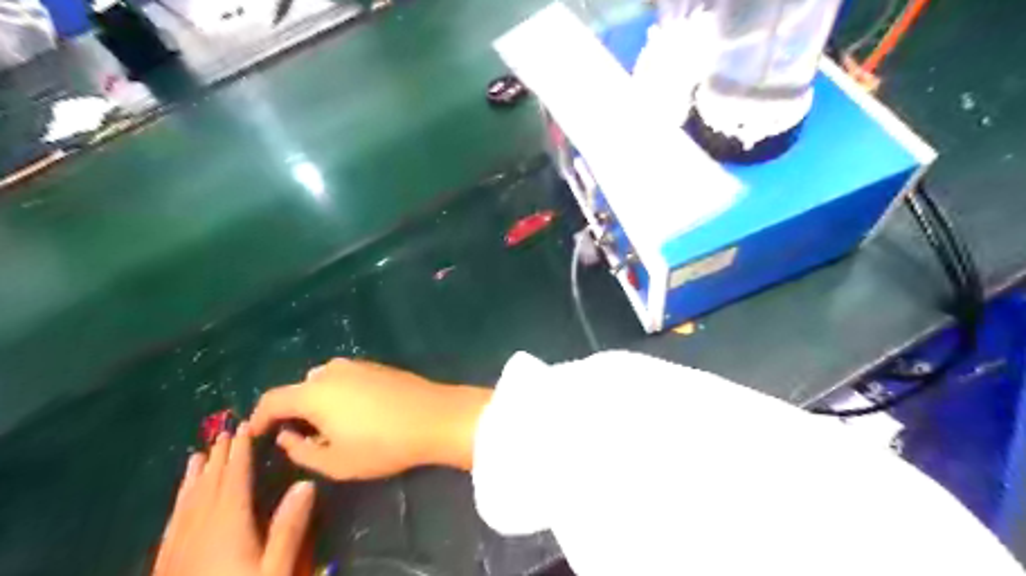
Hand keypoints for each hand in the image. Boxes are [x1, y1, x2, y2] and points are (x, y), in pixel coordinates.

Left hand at [154, 422, 315, 574]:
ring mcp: (178, 548)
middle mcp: (198, 529)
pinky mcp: (167, 565)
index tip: (243, 428)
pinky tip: (180, 502)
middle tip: (224, 432)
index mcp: (227, 525)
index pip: (233, 479)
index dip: (238, 452)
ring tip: (196, 456)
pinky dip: (178, 503)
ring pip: (186, 502)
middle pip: (208, 485)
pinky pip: (172, 523)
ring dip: (194, 477)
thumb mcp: (276, 570)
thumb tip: (305, 482)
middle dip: (217, 457)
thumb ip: (290, 527)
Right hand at [248, 358, 487, 478]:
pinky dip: (340, 393)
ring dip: (319, 400)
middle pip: (300, 388)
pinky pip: (346, 378)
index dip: (259, 418)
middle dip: (294, 410)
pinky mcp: (378, 366)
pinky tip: (357, 412)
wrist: (435, 417)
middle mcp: (332, 371)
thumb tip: (287, 437)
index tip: (256, 434)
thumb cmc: (382, 445)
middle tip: (302, 436)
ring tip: (331, 426)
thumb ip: (301, 451)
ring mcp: (358, 365)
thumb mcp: (336, 462)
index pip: (273, 400)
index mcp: (314, 392)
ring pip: (325, 381)